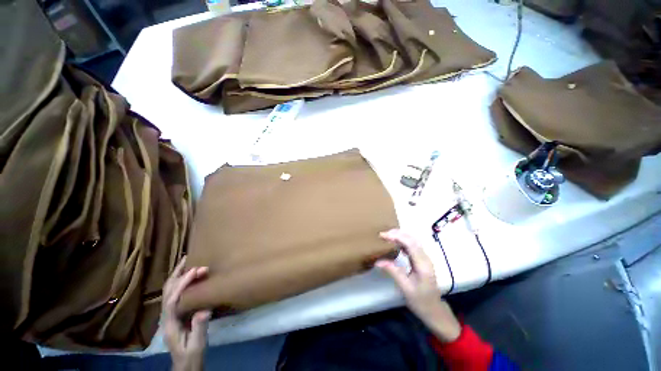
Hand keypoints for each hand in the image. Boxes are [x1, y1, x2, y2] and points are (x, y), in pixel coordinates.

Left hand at [163, 257, 210, 370]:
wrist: (185, 365)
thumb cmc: (191, 355)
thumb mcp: (196, 345)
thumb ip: (199, 328)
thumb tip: (204, 309)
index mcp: (171, 323)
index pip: (173, 299)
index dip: (183, 283)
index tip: (196, 270)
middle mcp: (167, 316)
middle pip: (167, 292)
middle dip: (178, 274)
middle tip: (190, 259)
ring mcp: (170, 315)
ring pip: (169, 291)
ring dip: (178, 276)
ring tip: (189, 262)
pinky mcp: (176, 314)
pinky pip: (176, 294)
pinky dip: (181, 282)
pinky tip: (189, 277)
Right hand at [376, 229, 460, 342]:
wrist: (434, 310)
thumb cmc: (420, 301)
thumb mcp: (405, 288)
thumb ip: (393, 272)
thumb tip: (377, 261)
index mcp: (423, 265)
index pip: (410, 244)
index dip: (396, 237)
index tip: (383, 235)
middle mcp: (425, 259)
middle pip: (412, 239)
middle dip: (397, 234)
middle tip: (383, 234)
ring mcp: (425, 259)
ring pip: (413, 241)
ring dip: (400, 236)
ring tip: (387, 236)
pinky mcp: (422, 260)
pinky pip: (412, 246)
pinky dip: (402, 241)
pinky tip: (395, 243)